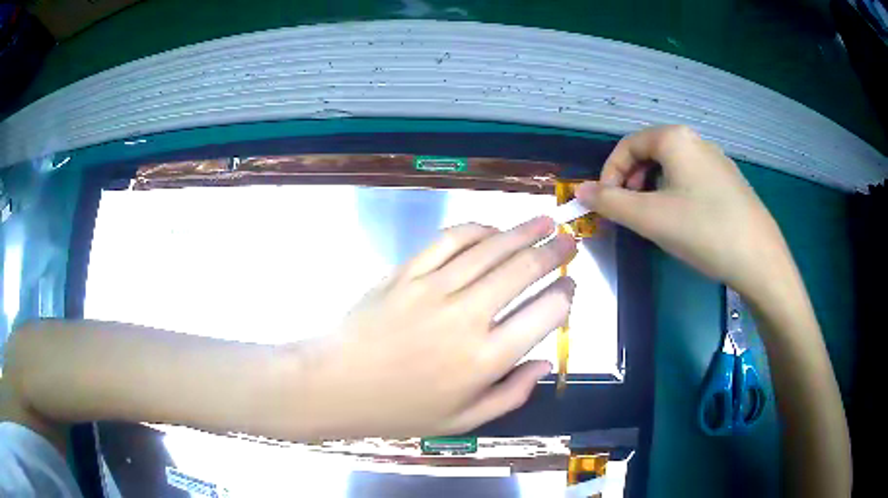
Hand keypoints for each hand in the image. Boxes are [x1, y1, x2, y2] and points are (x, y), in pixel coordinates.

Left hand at [297, 218, 576, 438]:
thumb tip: (545, 364)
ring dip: (524, 231)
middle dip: (555, 252)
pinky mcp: (407, 272)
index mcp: (485, 360)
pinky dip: (477, 229)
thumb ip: (511, 395)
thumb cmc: (400, 409)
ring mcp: (434, 289)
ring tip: (545, 222)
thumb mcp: (462, 421)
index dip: (565, 296)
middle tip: (570, 241)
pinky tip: (493, 229)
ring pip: (491, 248)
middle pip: (523, 270)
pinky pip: (450, 240)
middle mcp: (467, 318)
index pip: (544, 315)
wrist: (337, 384)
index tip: (571, 287)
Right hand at [575, 125, 793, 301]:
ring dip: (653, 188)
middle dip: (632, 180)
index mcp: (675, 138)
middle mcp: (697, 141)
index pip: (628, 145)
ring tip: (655, 219)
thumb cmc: (703, 231)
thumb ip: (610, 202)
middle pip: (651, 152)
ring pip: (672, 167)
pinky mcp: (730, 182)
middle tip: (630, 212)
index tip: (607, 203)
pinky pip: (692, 179)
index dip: (610, 172)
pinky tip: (684, 222)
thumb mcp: (650, 218)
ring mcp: (717, 161)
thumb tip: (581, 191)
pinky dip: (676, 194)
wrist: (760, 259)